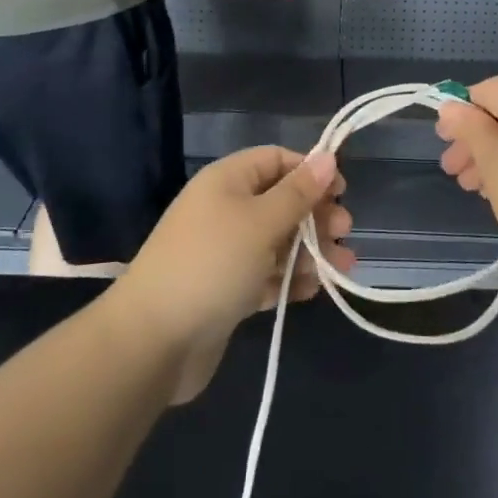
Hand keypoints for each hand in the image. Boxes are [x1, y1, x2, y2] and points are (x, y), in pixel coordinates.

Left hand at [109, 145, 353, 402]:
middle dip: (315, 215)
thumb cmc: (212, 264)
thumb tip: (328, 156)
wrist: (152, 341)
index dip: (309, 171)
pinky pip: (265, 275)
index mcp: (227, 180)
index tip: (341, 192)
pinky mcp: (225, 290)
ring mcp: (224, 252)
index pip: (275, 160)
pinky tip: (314, 290)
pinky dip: (289, 279)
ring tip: (342, 268)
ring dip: (310, 251)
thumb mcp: (261, 222)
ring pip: (276, 241)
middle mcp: (225, 209)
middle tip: (345, 233)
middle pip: (280, 201)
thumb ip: (299, 192)